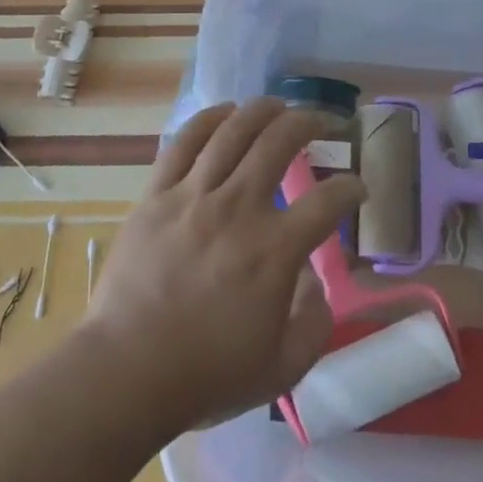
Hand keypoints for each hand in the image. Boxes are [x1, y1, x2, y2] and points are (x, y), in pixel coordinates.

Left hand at [81, 98, 364, 435]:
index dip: (351, 188)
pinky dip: (209, 119)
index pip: (329, 201)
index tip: (356, 189)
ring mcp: (194, 196)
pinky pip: (184, 142)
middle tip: (320, 123)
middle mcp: (239, 209)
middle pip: (280, 142)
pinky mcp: (157, 194)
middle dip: (308, 123)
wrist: (126, 372)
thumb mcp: (282, 369)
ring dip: (263, 110)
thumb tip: (316, 284)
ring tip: (278, 106)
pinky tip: (225, 112)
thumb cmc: (206, 375)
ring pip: (234, 130)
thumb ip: (314, 325)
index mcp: (274, 251)